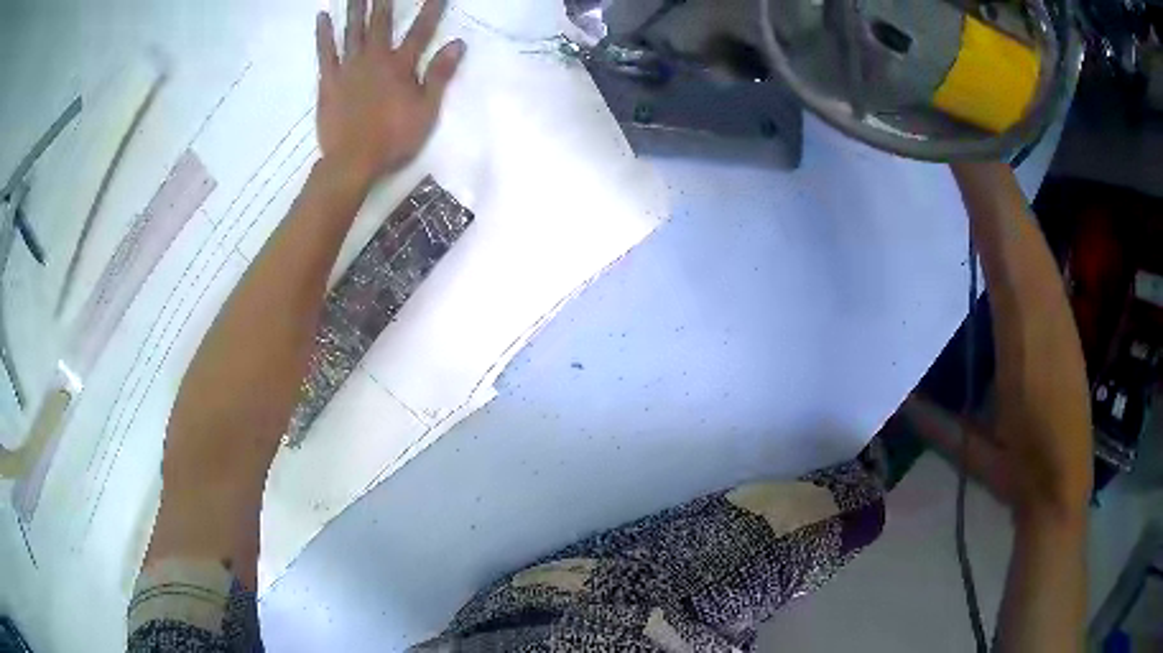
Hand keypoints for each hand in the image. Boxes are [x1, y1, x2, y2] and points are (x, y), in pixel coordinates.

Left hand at [315, 0, 464, 185]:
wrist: (352, 161)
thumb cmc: (393, 139)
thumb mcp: (426, 110)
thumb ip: (439, 75)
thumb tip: (457, 43)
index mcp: (400, 66)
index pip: (420, 30)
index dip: (430, 9)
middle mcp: (374, 58)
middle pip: (380, 22)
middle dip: (384, 0)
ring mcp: (348, 67)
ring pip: (352, 29)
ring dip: (355, 6)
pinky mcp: (328, 80)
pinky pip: (325, 51)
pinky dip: (323, 33)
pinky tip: (322, 16)